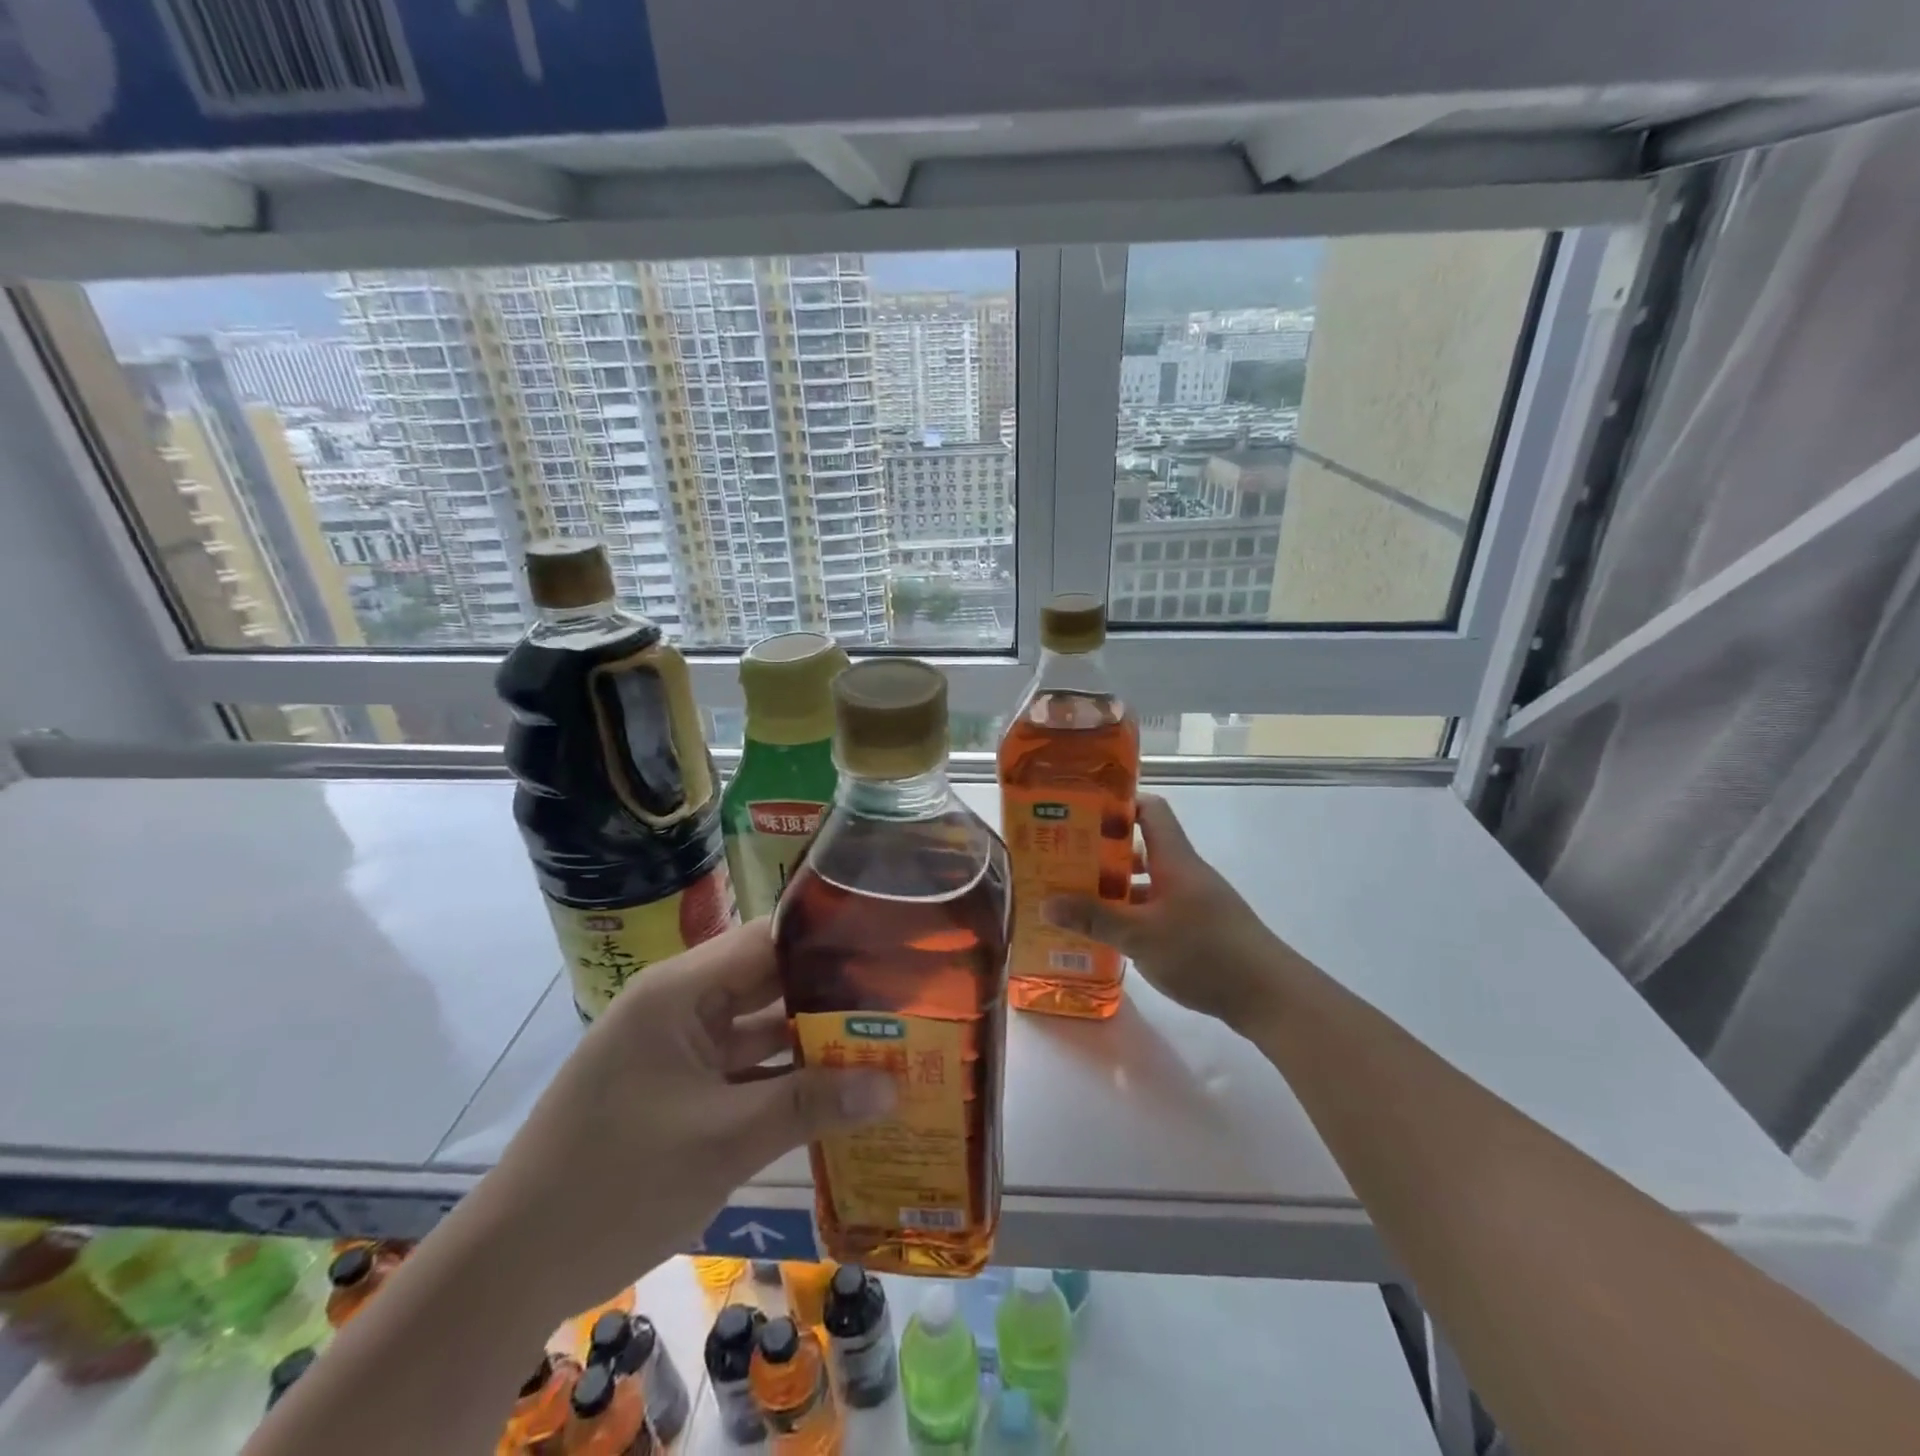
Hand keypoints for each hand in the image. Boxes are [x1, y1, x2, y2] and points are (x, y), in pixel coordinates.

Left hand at [476, 919, 894, 1317]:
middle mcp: (680, 1006)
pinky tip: (837, 1089)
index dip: (828, 942)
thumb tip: (894, 1085)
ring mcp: (678, 1049)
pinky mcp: (678, 1089)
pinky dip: (783, 1078)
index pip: (767, 940)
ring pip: (758, 1028)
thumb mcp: (723, 1141)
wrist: (511, 1269)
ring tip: (883, 1038)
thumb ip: (811, 1105)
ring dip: (811, 1039)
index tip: (889, 952)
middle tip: (900, 1000)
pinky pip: (742, 1069)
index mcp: (680, 991)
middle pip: (768, 982)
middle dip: (830, 994)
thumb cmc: (616, 1183)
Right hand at [1042, 794, 1290, 1031]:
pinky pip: (1157, 908)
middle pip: (1142, 846)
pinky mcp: (1199, 928)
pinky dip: (1133, 914)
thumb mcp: (1140, 936)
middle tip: (1064, 859)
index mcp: (1174, 859)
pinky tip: (1110, 934)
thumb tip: (1045, 904)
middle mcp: (1185, 872)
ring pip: (1148, 882)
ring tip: (1076, 898)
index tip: (1081, 810)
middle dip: (1103, 851)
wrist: (1268, 995)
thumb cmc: (1203, 952)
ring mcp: (1194, 901)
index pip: (1149, 810)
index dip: (1118, 803)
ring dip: (1116, 887)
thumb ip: (1094, 918)